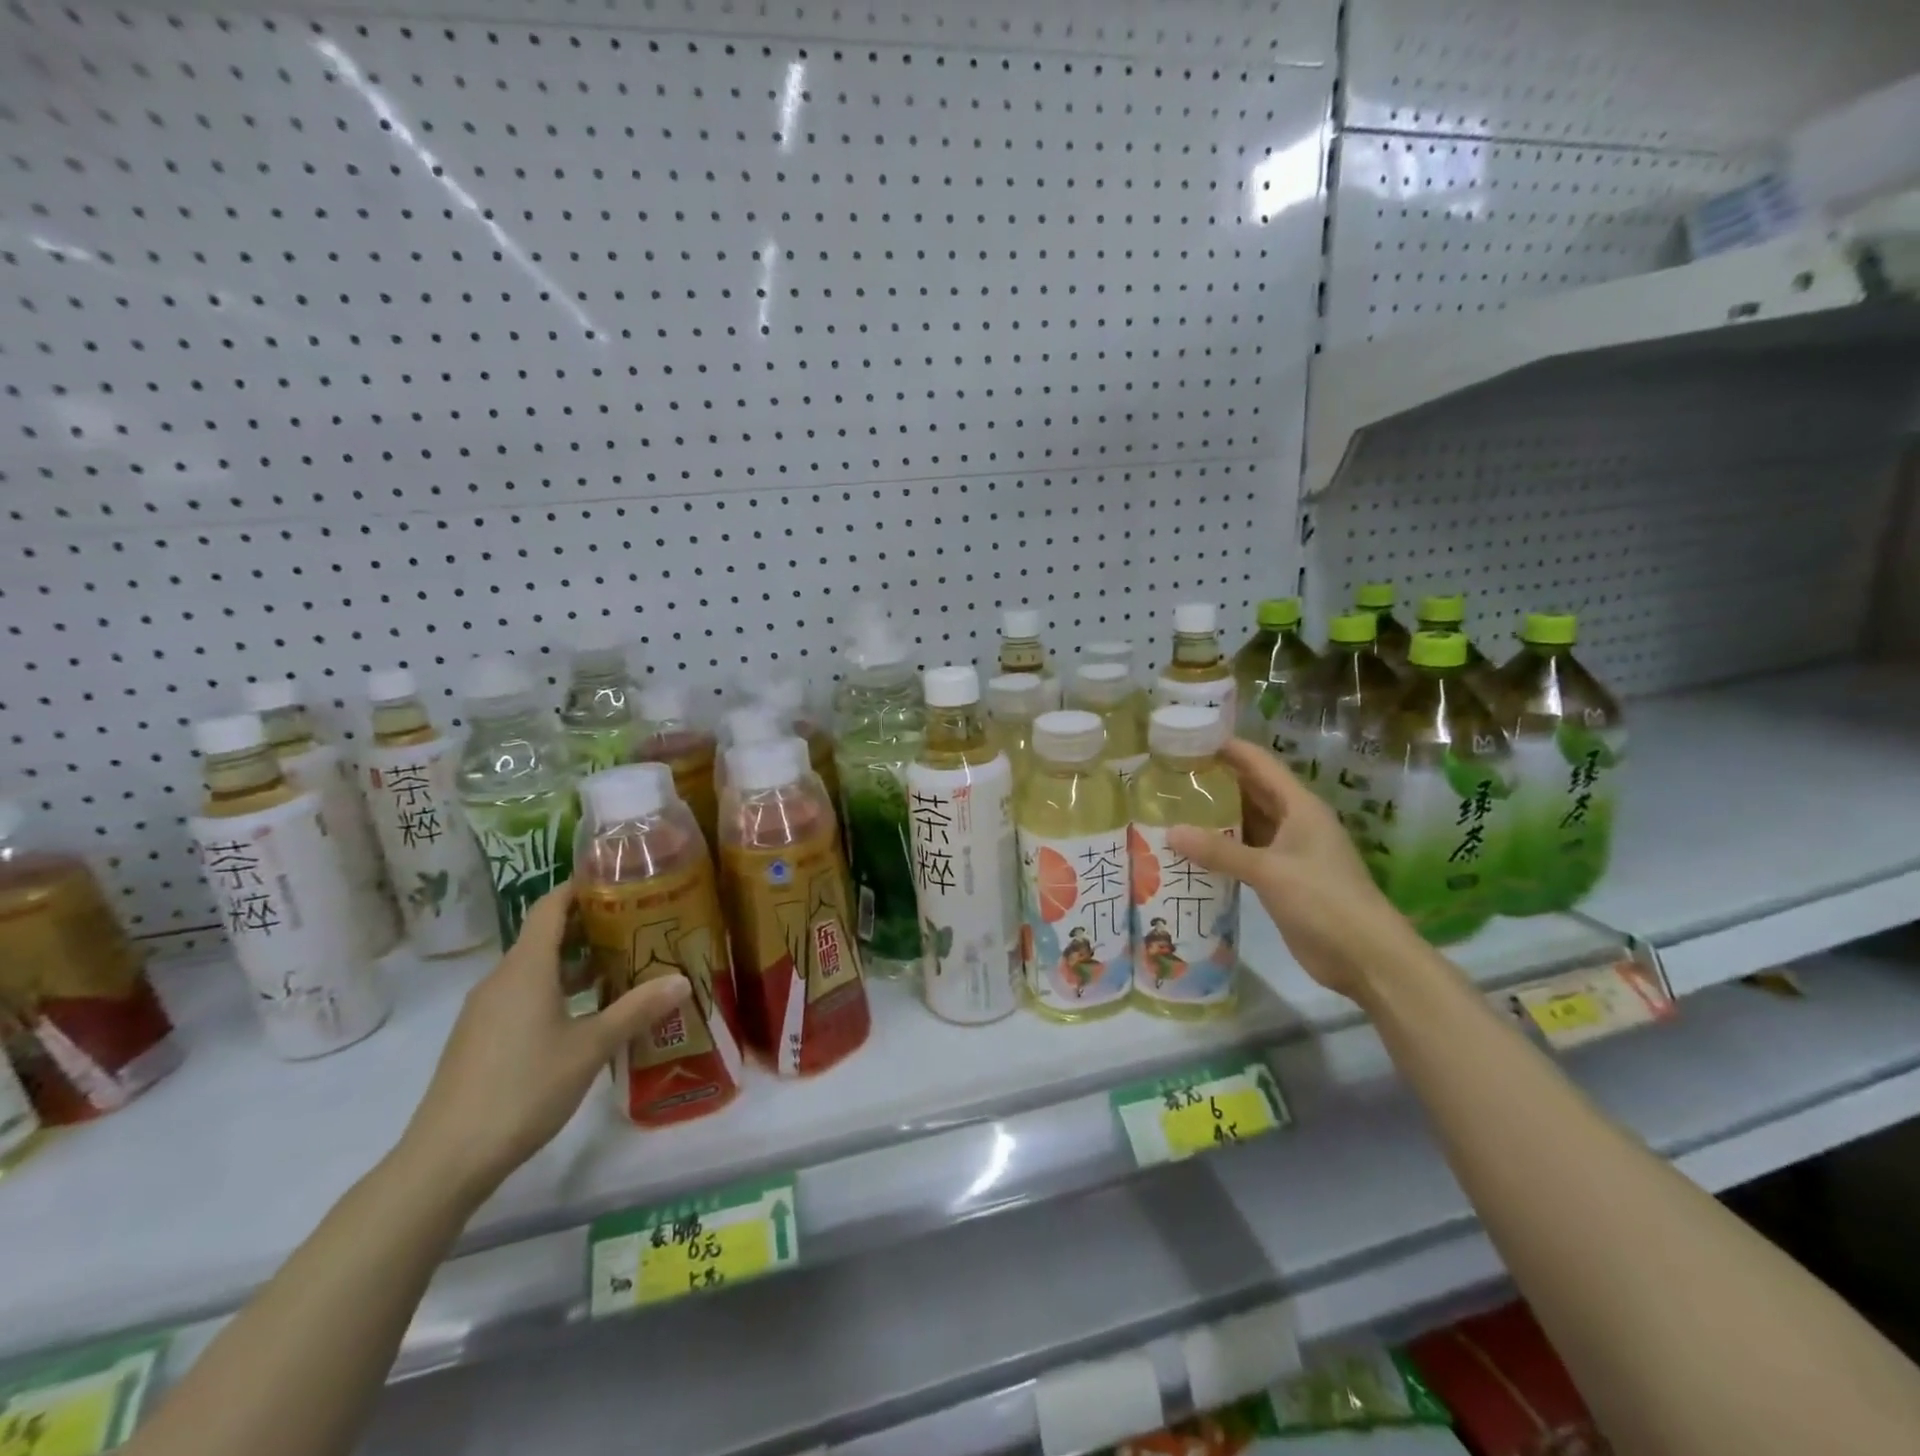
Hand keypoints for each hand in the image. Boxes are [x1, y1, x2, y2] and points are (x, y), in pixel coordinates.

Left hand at [398, 883, 692, 1198]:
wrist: (446, 1159)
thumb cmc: (523, 1088)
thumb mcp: (590, 1047)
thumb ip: (636, 1010)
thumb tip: (681, 980)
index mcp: (525, 968)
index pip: (551, 906)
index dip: (581, 886)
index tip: (618, 878)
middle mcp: (502, 979)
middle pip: (546, 935)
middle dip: (590, 925)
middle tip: (638, 923)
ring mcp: (487, 1011)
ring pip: (536, 969)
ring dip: (576, 962)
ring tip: (622, 965)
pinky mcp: (481, 1038)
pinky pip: (524, 995)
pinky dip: (557, 989)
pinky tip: (587, 1013)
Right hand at [1167, 740, 1424, 1000]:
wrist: (1366, 957)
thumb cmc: (1324, 900)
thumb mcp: (1269, 871)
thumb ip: (1219, 851)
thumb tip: (1170, 832)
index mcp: (1300, 807)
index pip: (1259, 763)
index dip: (1227, 748)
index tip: (1188, 739)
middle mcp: (1295, 822)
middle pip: (1251, 790)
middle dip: (1215, 782)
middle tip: (1170, 776)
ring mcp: (1290, 851)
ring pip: (1247, 823)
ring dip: (1216, 817)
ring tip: (1172, 808)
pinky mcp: (1283, 879)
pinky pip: (1246, 853)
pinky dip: (1222, 849)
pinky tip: (1191, 851)